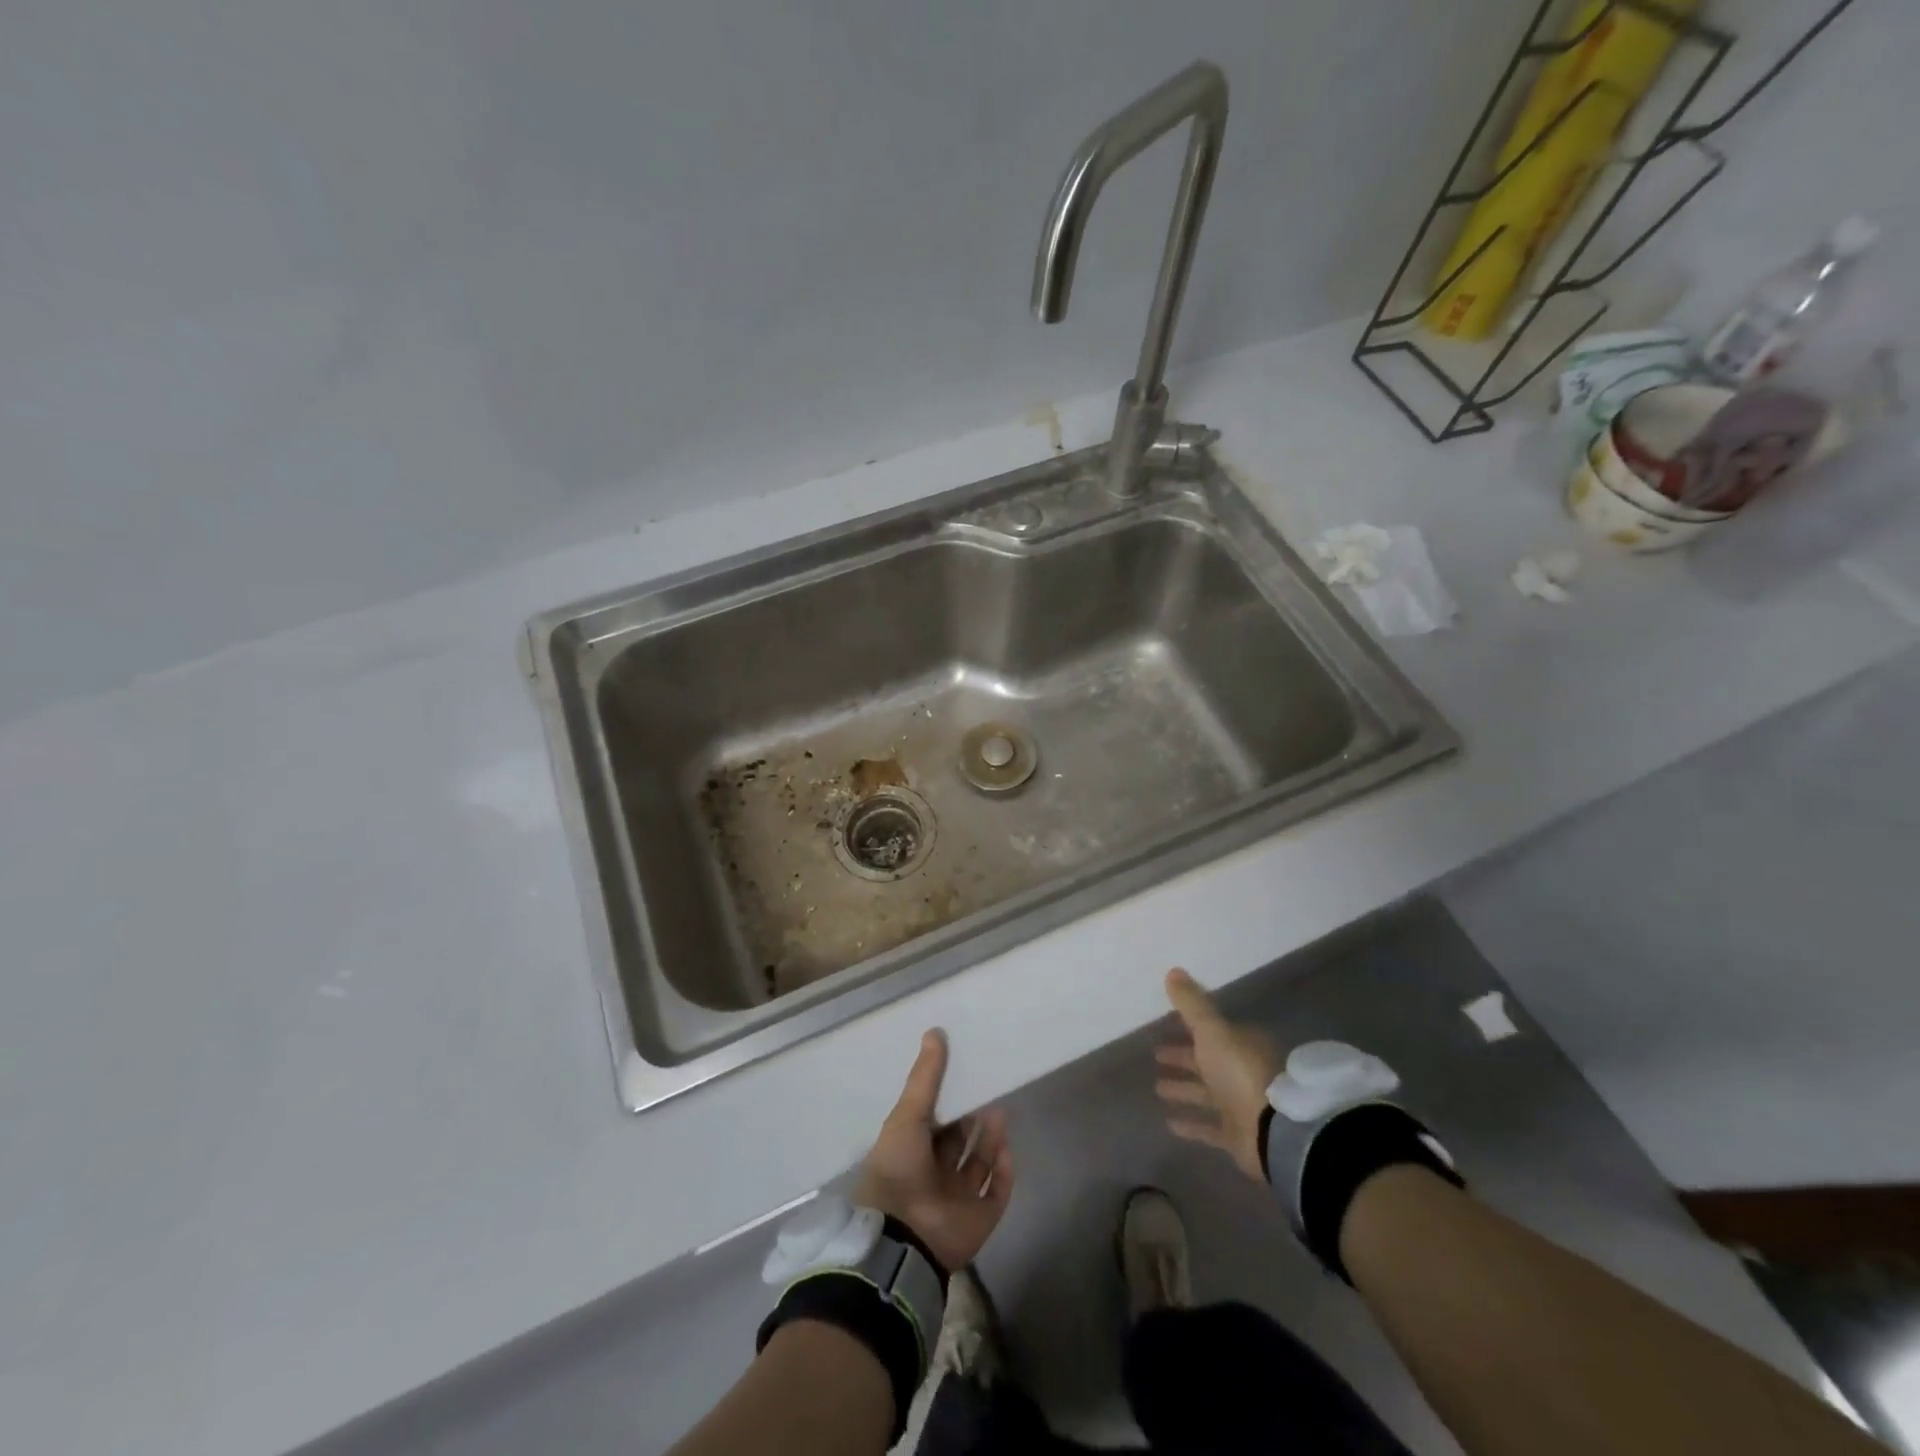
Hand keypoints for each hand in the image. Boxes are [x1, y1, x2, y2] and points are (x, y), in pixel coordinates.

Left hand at [853, 1030, 1012, 1270]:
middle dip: (973, 1118)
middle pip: (959, 1142)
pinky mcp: (979, 1218)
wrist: (904, 1235)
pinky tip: (1008, 1147)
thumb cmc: (898, 1167)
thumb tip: (935, 1031)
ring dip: (990, 1139)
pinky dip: (1004, 1171)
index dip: (948, 1101)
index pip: (933, 1123)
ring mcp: (956, 1198)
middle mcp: (934, 1175)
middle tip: (988, 1088)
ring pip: (980, 1164)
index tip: (964, 1074)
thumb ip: (925, 1076)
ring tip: (999, 1110)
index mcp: (910, 1153)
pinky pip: (997, 1192)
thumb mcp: (908, 1114)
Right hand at [1154, 968, 1281, 1180]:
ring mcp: (1241, 1106)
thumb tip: (1173, 970)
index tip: (1168, 1026)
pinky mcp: (1238, 1136)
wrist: (1275, 1131)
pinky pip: (1210, 1127)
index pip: (1212, 1033)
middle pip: (1207, 1062)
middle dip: (1183, 1058)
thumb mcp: (1212, 1030)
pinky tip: (1169, 1122)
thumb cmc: (1242, 1072)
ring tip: (1157, 1087)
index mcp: (1241, 1045)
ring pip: (1206, 1094)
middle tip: (1156, 1054)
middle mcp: (1242, 1073)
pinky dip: (1192, 1125)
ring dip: (1184, 1089)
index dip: (1190, 1029)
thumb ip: (1192, 1004)